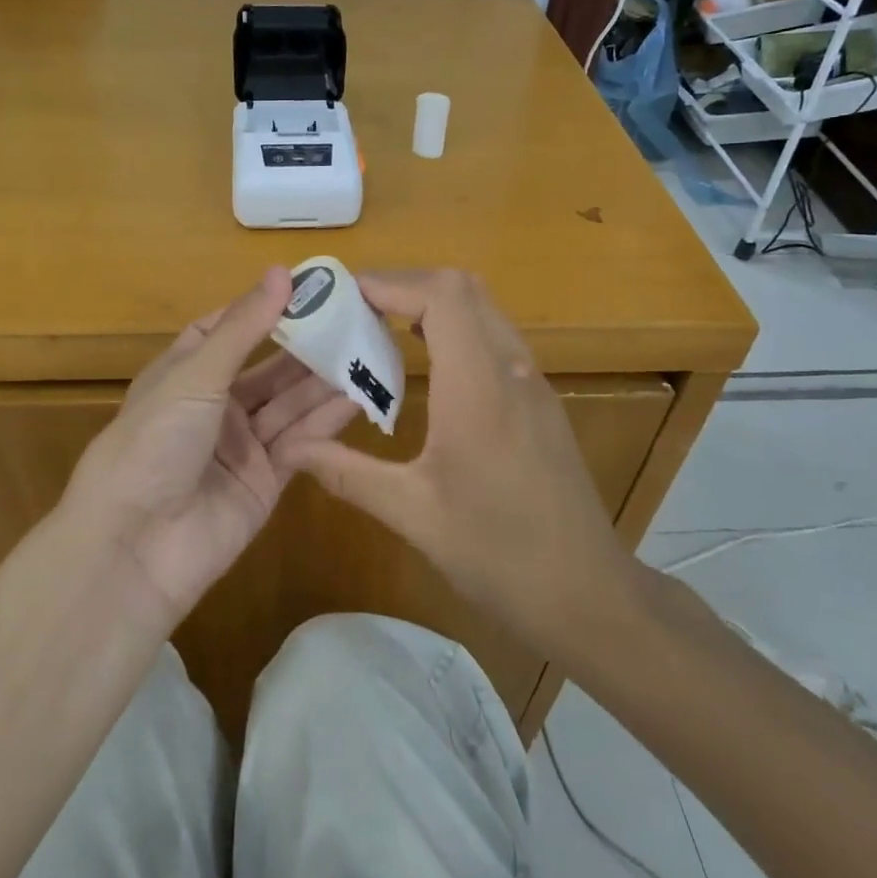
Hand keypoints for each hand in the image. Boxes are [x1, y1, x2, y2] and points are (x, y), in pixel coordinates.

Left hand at [63, 268, 360, 633]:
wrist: (136, 545)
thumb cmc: (154, 442)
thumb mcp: (195, 375)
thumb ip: (244, 327)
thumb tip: (283, 272)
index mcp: (186, 374)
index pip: (228, 330)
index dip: (265, 309)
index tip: (311, 289)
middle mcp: (215, 405)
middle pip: (269, 368)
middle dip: (308, 346)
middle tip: (357, 320)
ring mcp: (242, 445)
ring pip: (290, 404)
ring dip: (324, 381)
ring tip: (369, 352)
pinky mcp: (266, 481)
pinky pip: (301, 442)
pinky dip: (327, 421)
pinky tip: (359, 397)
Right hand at [272, 269, 630, 656]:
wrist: (587, 594)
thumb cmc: (499, 555)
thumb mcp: (413, 515)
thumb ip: (347, 473)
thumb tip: (289, 449)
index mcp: (479, 389)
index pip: (442, 296)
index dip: (390, 283)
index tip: (342, 296)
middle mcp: (512, 370)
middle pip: (464, 288)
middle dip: (406, 285)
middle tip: (355, 309)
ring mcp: (533, 382)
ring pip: (484, 309)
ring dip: (432, 304)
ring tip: (380, 329)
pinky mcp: (540, 400)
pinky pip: (495, 338)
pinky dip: (456, 328)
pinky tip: (427, 366)